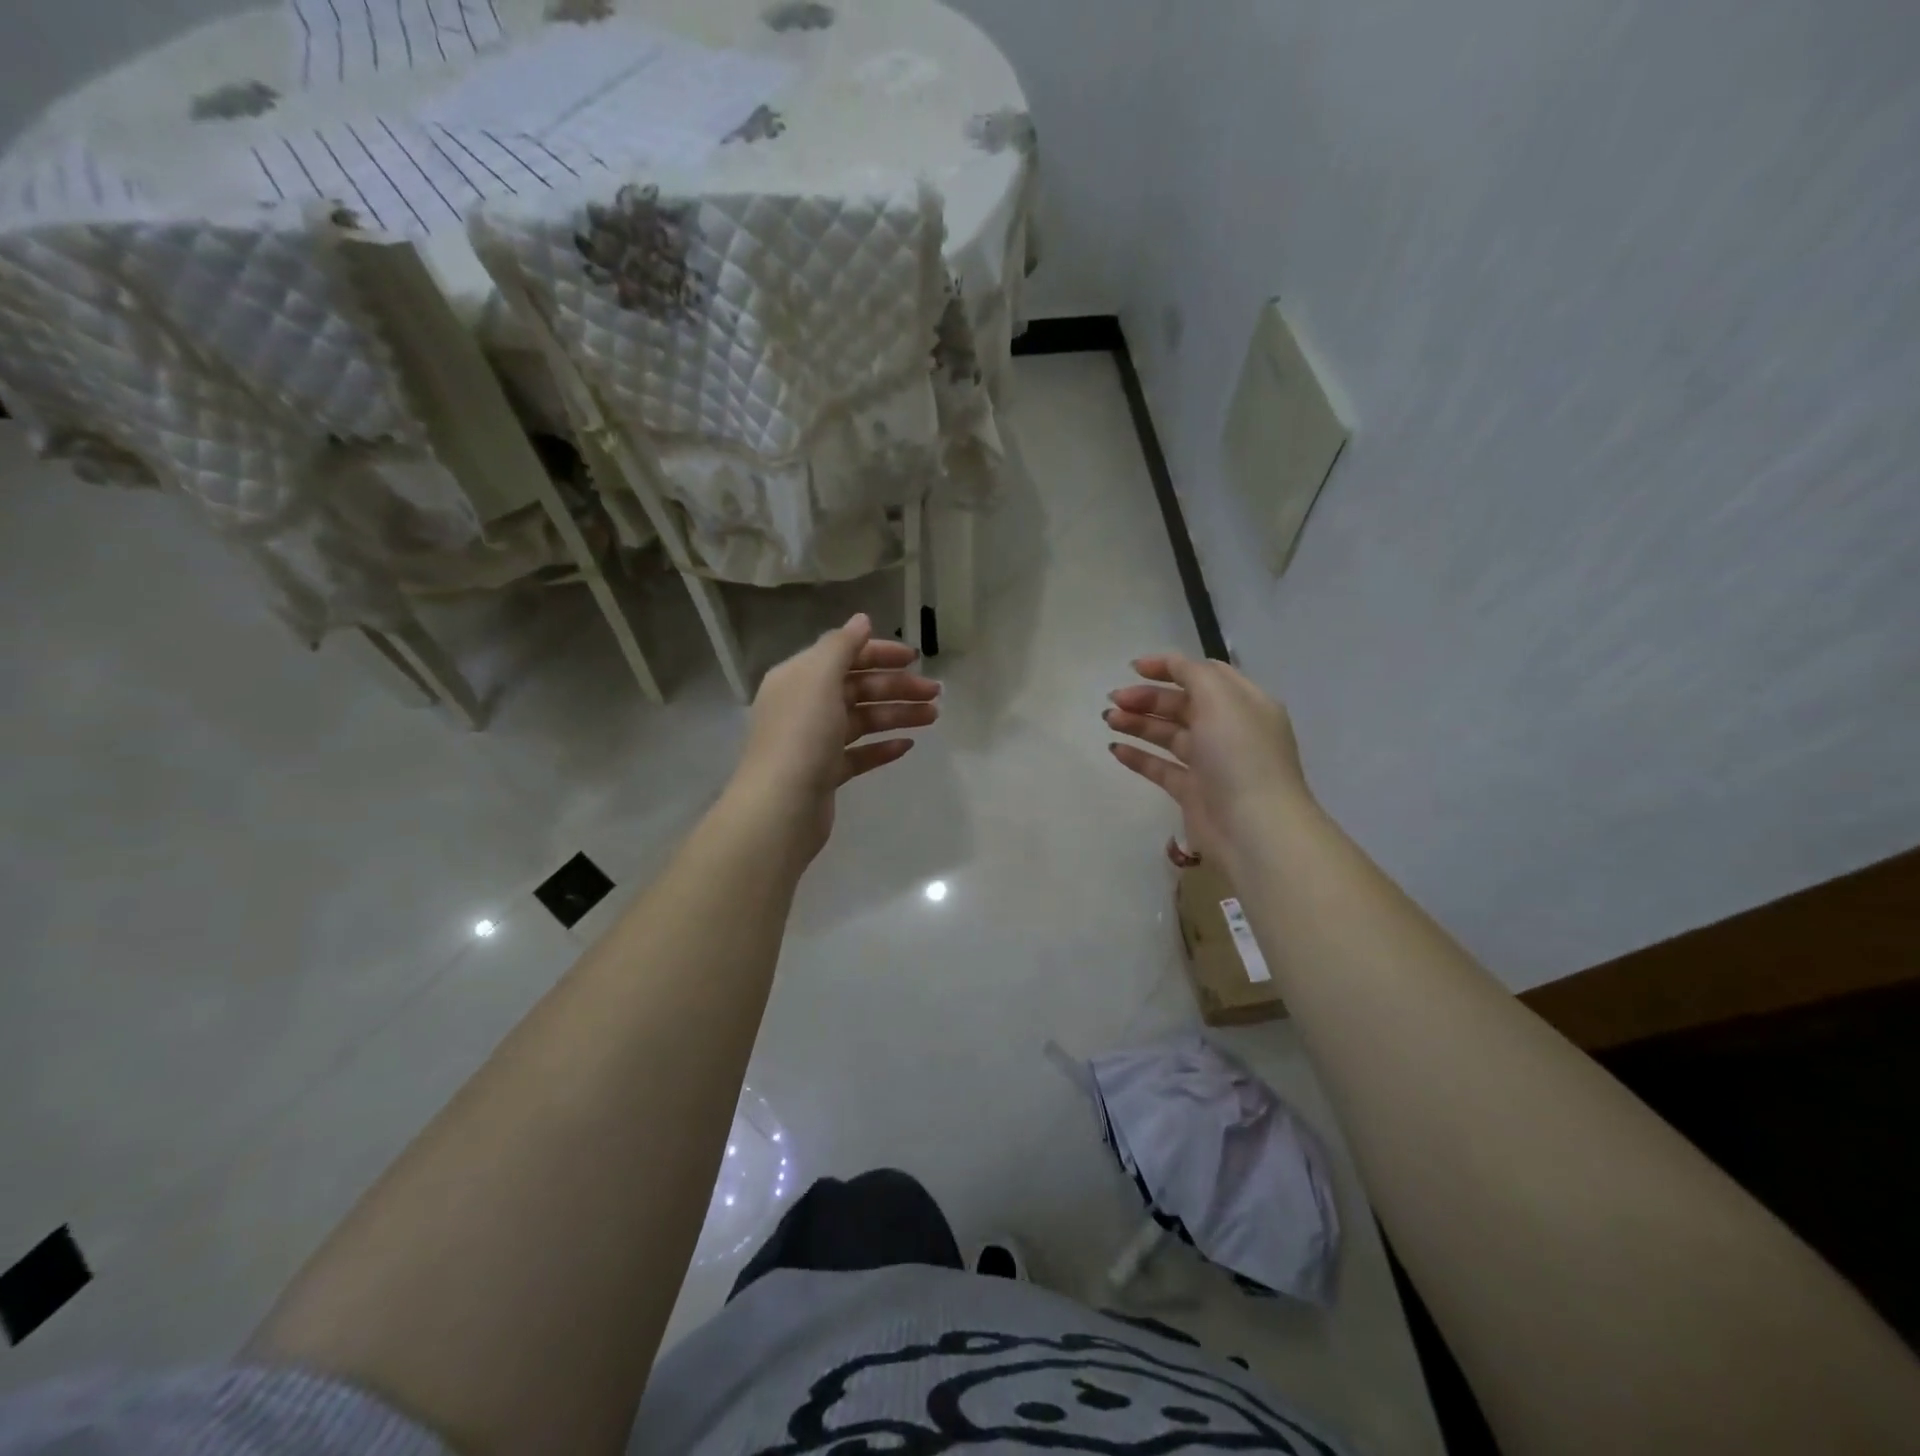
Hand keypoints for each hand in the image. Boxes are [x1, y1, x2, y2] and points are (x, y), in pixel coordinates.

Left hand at [733, 613, 939, 853]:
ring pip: (862, 720)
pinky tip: (907, 746)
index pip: (843, 655)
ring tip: (932, 718)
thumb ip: (842, 645)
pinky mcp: (825, 773)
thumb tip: (862, 619)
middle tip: (935, 694)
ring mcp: (814, 742)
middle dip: (897, 687)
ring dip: (897, 714)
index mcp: (799, 678)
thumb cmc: (801, 735)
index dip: (880, 653)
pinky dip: (882, 747)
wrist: (780, 807)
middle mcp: (804, 705)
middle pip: (857, 688)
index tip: (915, 658)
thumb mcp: (819, 678)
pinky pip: (859, 753)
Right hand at [1104, 654, 1310, 866]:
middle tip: (1114, 699)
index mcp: (1244, 703)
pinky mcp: (1194, 792)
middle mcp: (1230, 730)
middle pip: (1182, 704)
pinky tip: (1116, 749)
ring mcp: (1212, 763)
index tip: (1134, 668)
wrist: (1254, 828)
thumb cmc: (1239, 755)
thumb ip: (1193, 674)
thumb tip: (1170, 665)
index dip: (1169, 667)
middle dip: (1147, 698)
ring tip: (1108, 720)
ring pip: (1170, 735)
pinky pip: (1162, 768)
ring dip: (1138, 724)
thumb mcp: (1221, 699)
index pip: (1204, 674)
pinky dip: (1139, 757)